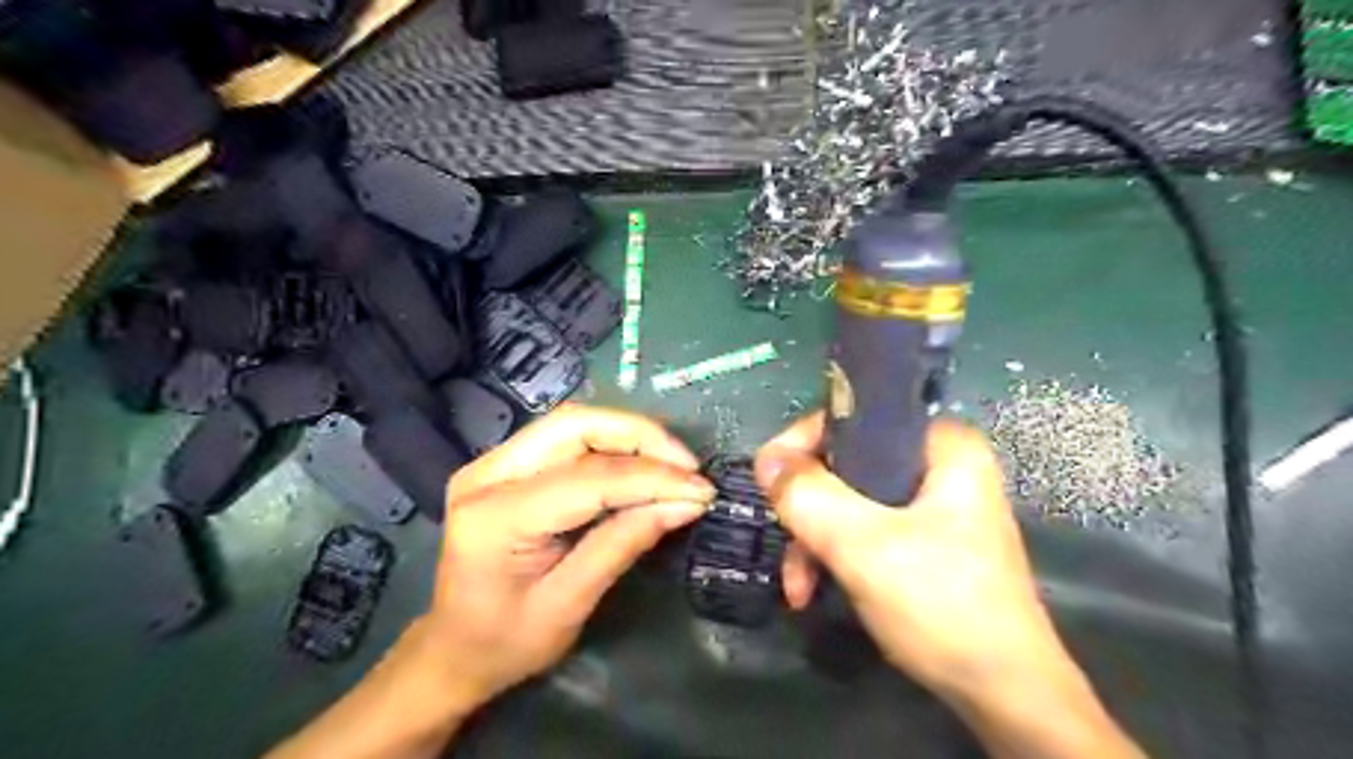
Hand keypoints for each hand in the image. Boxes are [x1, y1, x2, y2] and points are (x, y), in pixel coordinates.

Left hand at [422, 407, 718, 708]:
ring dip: (630, 436)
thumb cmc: (505, 643)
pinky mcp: (505, 465)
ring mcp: (492, 464)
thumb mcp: (569, 606)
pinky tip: (641, 465)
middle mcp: (486, 475)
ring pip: (573, 423)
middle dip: (641, 437)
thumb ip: (623, 545)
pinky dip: (612, 445)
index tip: (702, 489)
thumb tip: (685, 504)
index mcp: (494, 518)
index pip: (588, 478)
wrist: (451, 650)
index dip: (652, 478)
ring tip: (674, 465)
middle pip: (575, 426)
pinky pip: (567, 438)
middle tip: (688, 466)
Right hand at [757, 416, 1061, 697]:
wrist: (1003, 695)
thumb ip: (807, 496)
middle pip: (846, 464)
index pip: (854, 418)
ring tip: (797, 587)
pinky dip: (835, 556)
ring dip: (815, 541)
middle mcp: (939, 464)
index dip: (803, 444)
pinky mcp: (925, 540)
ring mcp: (932, 505)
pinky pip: (864, 529)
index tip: (770, 481)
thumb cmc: (941, 604)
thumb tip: (765, 459)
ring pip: (849, 501)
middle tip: (786, 543)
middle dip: (807, 509)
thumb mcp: (862, 545)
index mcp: (941, 445)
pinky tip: (814, 591)